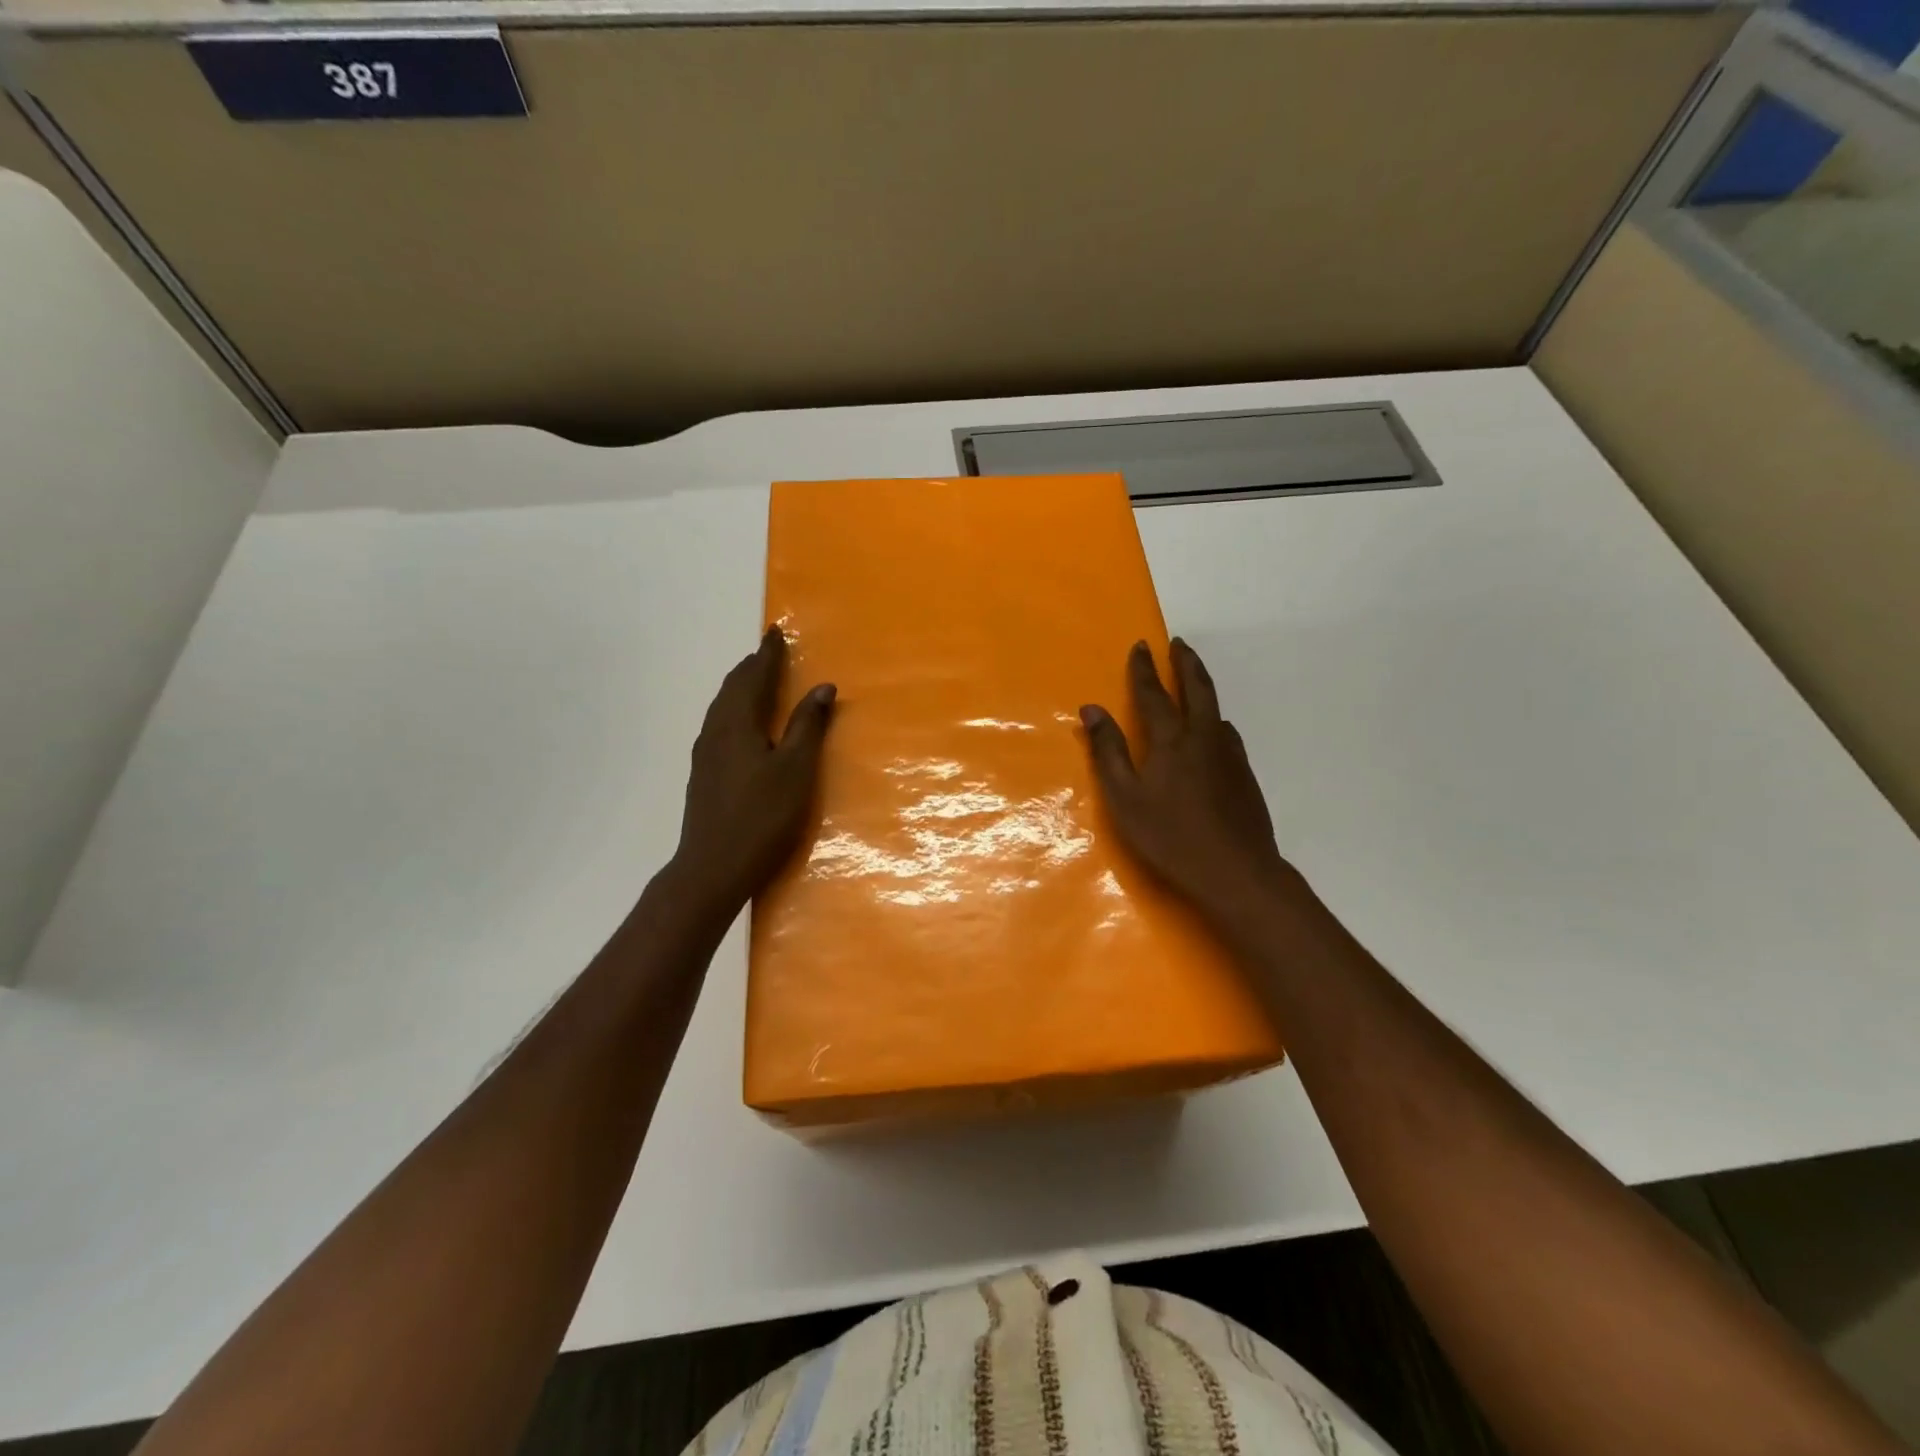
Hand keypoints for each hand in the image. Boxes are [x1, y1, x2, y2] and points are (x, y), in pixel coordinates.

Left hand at [670, 626, 835, 917]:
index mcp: (738, 723)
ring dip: (741, 687)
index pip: (754, 676)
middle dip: (752, 666)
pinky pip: (719, 724)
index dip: (768, 654)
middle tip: (769, 652)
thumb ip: (808, 726)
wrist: (712, 867)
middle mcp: (716, 730)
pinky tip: (741, 725)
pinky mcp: (703, 773)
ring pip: (722, 706)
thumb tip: (823, 686)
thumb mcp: (796, 770)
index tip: (777, 632)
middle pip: (733, 687)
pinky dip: (734, 709)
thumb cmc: (762, 816)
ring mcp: (705, 753)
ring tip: (757, 680)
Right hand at [1080, 639, 1307, 933]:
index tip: (1140, 645)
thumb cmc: (1169, 836)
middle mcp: (1203, 737)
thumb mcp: (1125, 797)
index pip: (1154, 694)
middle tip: (1179, 643)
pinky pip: (1227, 733)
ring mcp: (1229, 755)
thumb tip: (1092, 709)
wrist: (1236, 870)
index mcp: (1171, 740)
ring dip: (1203, 687)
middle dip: (1185, 663)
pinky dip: (1215, 719)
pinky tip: (1214, 732)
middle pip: (1197, 688)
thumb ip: (1108, 751)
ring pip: (1216, 709)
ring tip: (1194, 681)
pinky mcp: (1245, 775)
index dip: (1144, 669)